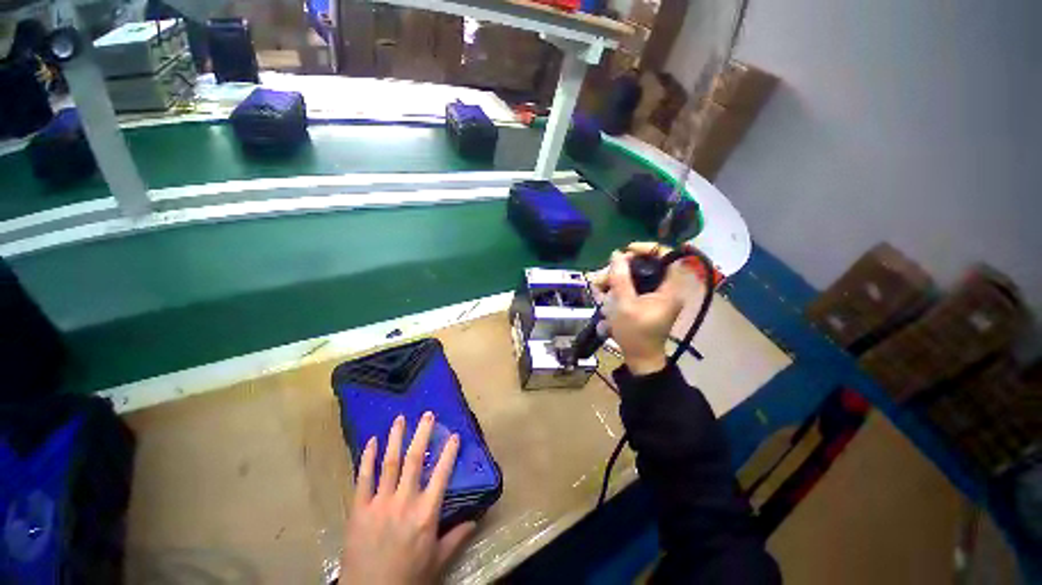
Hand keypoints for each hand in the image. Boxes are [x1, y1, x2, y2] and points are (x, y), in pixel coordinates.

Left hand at [341, 413, 475, 584]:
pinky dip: (367, 458)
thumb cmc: (408, 576)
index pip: (442, 474)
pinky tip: (371, 442)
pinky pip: (363, 478)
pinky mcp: (359, 509)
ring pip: (390, 463)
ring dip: (395, 438)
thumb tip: (476, 520)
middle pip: (414, 460)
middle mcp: (404, 501)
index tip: (454, 435)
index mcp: (426, 513)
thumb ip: (456, 537)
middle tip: (428, 414)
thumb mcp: (437, 561)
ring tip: (400, 418)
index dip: (449, 452)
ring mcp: (380, 503)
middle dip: (422, 434)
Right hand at [590, 243, 691, 375]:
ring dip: (613, 281)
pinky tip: (603, 297)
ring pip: (633, 277)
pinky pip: (630, 288)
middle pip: (643, 266)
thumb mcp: (625, 304)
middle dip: (620, 270)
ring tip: (598, 291)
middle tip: (603, 278)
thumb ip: (620, 278)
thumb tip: (616, 255)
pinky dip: (616, 290)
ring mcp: (654, 296)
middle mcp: (664, 289)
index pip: (666, 256)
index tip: (626, 251)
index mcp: (669, 288)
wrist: (639, 359)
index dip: (647, 248)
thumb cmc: (635, 333)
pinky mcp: (644, 302)